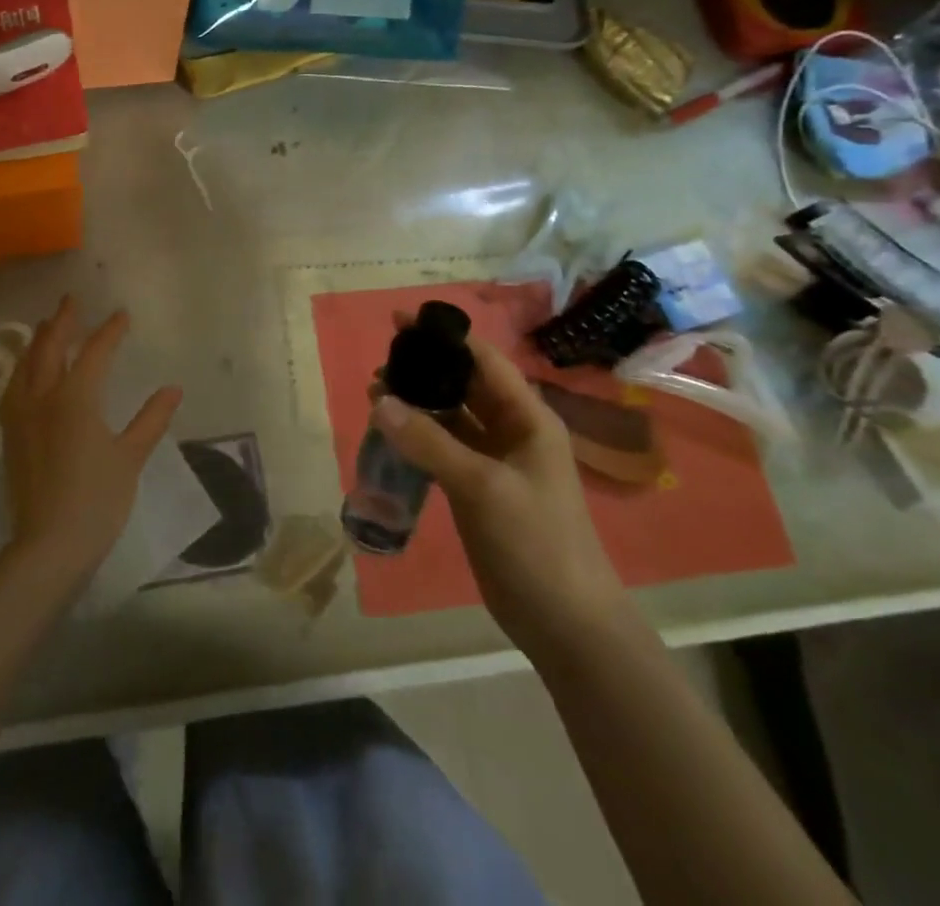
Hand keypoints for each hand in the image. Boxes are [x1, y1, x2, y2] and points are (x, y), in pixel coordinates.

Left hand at [0, 296, 182, 582]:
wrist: (48, 544)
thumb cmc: (96, 499)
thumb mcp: (130, 457)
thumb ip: (151, 419)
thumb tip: (173, 389)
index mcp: (76, 397)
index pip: (95, 352)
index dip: (110, 331)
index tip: (121, 315)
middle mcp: (43, 396)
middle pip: (50, 346)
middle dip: (63, 321)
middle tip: (71, 301)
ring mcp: (21, 414)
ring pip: (26, 364)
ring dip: (38, 340)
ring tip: (46, 327)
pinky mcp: (10, 433)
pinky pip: (13, 386)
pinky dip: (22, 367)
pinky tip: (25, 372)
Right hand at [372, 315, 626, 654]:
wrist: (564, 621)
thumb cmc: (536, 542)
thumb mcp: (483, 486)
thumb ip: (430, 442)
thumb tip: (379, 400)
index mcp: (528, 418)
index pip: (484, 360)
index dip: (446, 337)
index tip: (402, 319)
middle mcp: (512, 431)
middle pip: (465, 385)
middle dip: (425, 369)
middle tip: (380, 360)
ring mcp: (494, 461)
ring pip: (451, 417)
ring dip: (418, 403)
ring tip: (374, 392)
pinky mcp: (477, 487)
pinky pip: (444, 448)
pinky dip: (418, 436)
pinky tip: (389, 431)